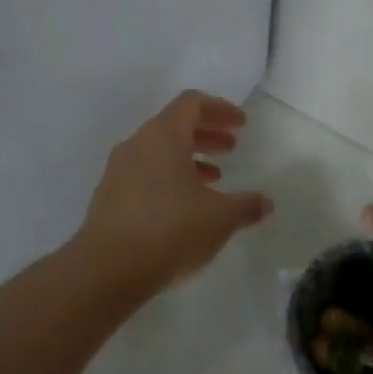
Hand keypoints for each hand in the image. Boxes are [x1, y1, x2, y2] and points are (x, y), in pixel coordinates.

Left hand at [74, 90, 272, 292]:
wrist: (107, 270)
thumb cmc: (170, 230)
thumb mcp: (220, 218)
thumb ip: (246, 205)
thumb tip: (265, 202)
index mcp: (164, 135)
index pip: (192, 103)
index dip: (220, 109)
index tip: (240, 124)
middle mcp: (138, 143)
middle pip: (175, 125)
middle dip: (206, 134)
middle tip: (231, 148)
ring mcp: (118, 170)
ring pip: (159, 151)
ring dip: (189, 158)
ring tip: (214, 179)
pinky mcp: (108, 196)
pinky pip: (145, 173)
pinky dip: (169, 178)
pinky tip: (186, 207)